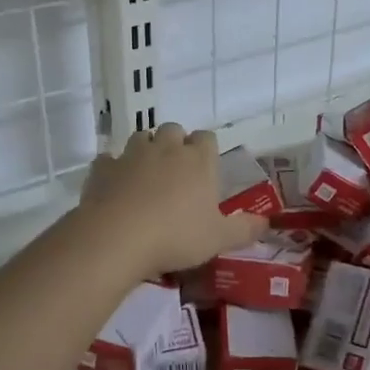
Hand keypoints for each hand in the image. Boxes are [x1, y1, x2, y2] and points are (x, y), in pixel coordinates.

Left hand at [79, 123, 268, 277]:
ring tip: (147, 176)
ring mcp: (131, 155)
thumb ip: (244, 229)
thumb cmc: (176, 236)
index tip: (205, 169)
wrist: (117, 237)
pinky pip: (109, 160)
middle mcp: (166, 148)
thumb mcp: (219, 239)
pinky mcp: (102, 168)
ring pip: (141, 137)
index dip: (206, 150)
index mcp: (198, 160)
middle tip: (176, 173)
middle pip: (173, 130)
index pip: (207, 138)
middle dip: (175, 144)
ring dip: (145, 150)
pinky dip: (113, 169)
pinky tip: (115, 186)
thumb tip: (266, 222)